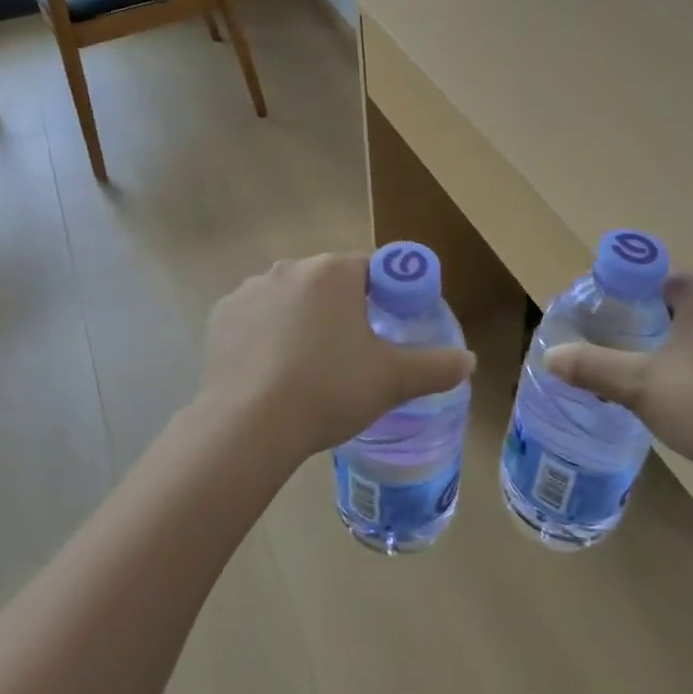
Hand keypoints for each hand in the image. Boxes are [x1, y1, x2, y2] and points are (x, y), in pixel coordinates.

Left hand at [199, 253, 475, 464]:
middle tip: (351, 355)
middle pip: (328, 282)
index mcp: (333, 272)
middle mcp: (290, 268)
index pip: (370, 268)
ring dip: (301, 320)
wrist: (249, 425)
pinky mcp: (222, 315)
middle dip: (342, 310)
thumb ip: (436, 366)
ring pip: (290, 299)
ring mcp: (250, 289)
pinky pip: (255, 317)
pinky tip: (270, 371)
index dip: (385, 295)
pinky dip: (265, 334)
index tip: (387, 328)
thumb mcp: (391, 380)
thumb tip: (470, 361)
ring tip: (306, 369)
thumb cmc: (328, 390)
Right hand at [543, 271, 692, 492]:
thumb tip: (550, 357)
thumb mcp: (640, 387)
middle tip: (632, 354)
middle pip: (682, 298)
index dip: (626, 298)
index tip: (611, 328)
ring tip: (666, 378)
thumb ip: (592, 367)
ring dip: (686, 341)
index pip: (653, 275)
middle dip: (653, 320)